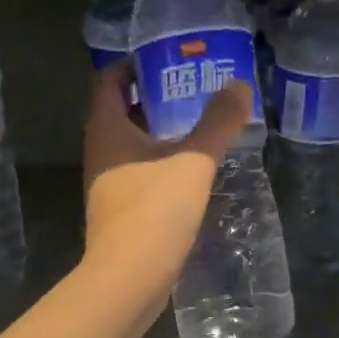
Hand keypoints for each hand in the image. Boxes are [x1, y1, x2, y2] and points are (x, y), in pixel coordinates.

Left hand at [83, 60, 251, 288]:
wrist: (129, 278)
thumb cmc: (155, 211)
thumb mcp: (194, 162)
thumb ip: (218, 123)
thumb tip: (239, 85)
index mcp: (107, 129)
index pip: (111, 80)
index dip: (136, 64)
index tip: (169, 59)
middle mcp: (99, 152)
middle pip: (121, 112)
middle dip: (154, 98)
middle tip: (193, 89)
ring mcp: (106, 184)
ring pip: (131, 146)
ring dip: (159, 134)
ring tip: (198, 126)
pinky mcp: (119, 212)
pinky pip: (138, 174)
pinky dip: (160, 164)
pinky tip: (189, 171)